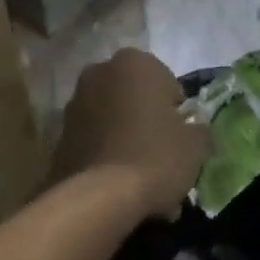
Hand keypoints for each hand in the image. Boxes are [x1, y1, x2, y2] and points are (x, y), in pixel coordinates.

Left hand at [54, 49, 209, 218]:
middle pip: (136, 101)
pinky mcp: (60, 135)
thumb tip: (196, 131)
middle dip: (149, 126)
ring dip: (128, 144)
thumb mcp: (195, 144)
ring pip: (115, 123)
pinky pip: (95, 143)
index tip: (181, 140)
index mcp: (135, 62)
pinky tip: (121, 191)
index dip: (177, 114)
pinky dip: (108, 159)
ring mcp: (75, 103)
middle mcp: (100, 72)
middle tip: (164, 162)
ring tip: (143, 186)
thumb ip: (200, 130)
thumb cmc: (155, 156)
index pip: (167, 84)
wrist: (99, 198)